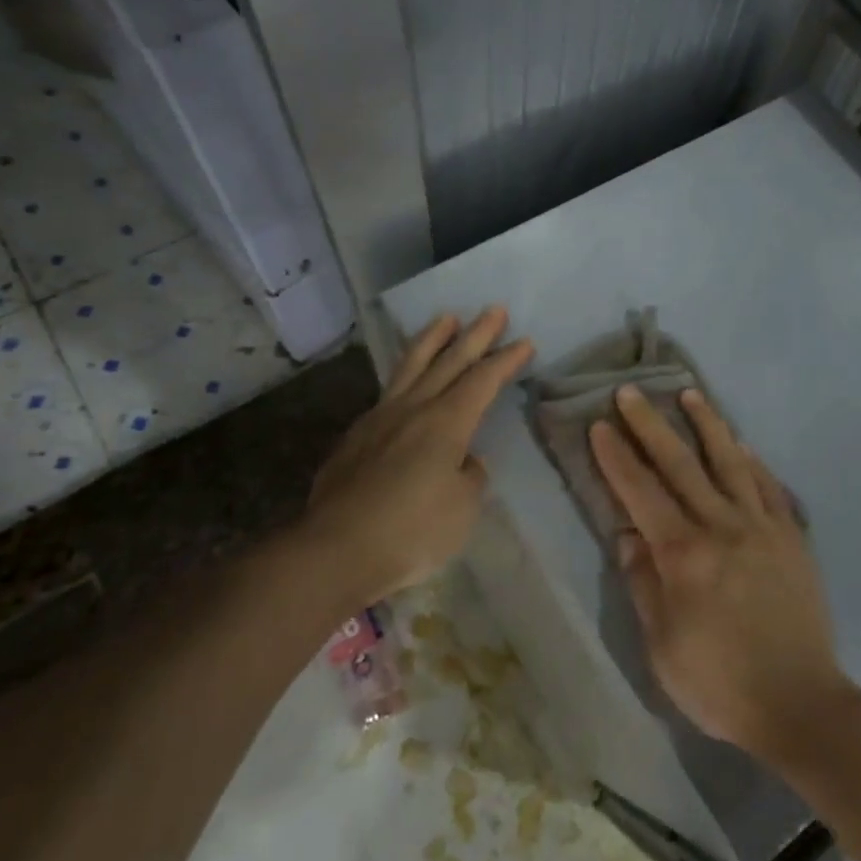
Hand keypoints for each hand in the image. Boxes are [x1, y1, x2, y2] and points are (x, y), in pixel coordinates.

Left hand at [301, 307, 532, 612]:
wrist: (335, 550)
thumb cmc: (411, 532)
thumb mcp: (462, 509)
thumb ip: (469, 476)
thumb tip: (462, 460)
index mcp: (446, 423)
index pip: (482, 381)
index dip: (506, 360)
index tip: (525, 342)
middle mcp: (413, 409)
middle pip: (449, 361)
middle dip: (476, 335)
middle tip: (494, 310)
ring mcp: (379, 419)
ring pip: (410, 366)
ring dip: (432, 339)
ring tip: (445, 318)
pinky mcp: (355, 437)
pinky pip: (387, 391)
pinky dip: (404, 374)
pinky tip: (406, 380)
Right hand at [588, 386, 851, 767]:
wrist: (801, 703)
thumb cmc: (719, 682)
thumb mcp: (662, 645)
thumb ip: (643, 583)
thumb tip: (627, 533)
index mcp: (684, 555)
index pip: (641, 492)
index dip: (617, 456)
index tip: (601, 424)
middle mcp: (722, 527)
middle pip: (681, 464)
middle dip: (651, 425)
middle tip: (631, 391)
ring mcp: (762, 527)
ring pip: (730, 462)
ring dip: (707, 424)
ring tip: (690, 394)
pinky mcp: (791, 537)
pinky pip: (769, 487)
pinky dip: (752, 461)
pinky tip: (741, 444)